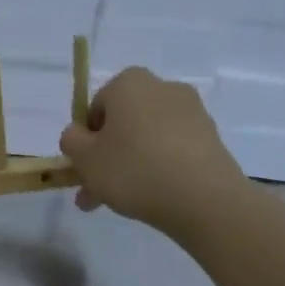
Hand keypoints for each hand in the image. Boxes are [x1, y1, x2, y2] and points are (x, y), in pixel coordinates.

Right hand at [59, 66, 248, 234]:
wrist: (206, 201)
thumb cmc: (135, 169)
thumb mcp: (84, 157)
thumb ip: (71, 140)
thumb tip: (80, 135)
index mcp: (129, 83)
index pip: (96, 105)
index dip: (87, 136)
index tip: (85, 164)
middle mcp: (163, 89)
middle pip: (124, 123)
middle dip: (108, 155)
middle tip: (96, 188)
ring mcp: (193, 114)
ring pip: (147, 139)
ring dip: (131, 164)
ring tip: (119, 202)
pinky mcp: (213, 140)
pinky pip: (173, 151)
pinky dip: (160, 169)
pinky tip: (151, 198)